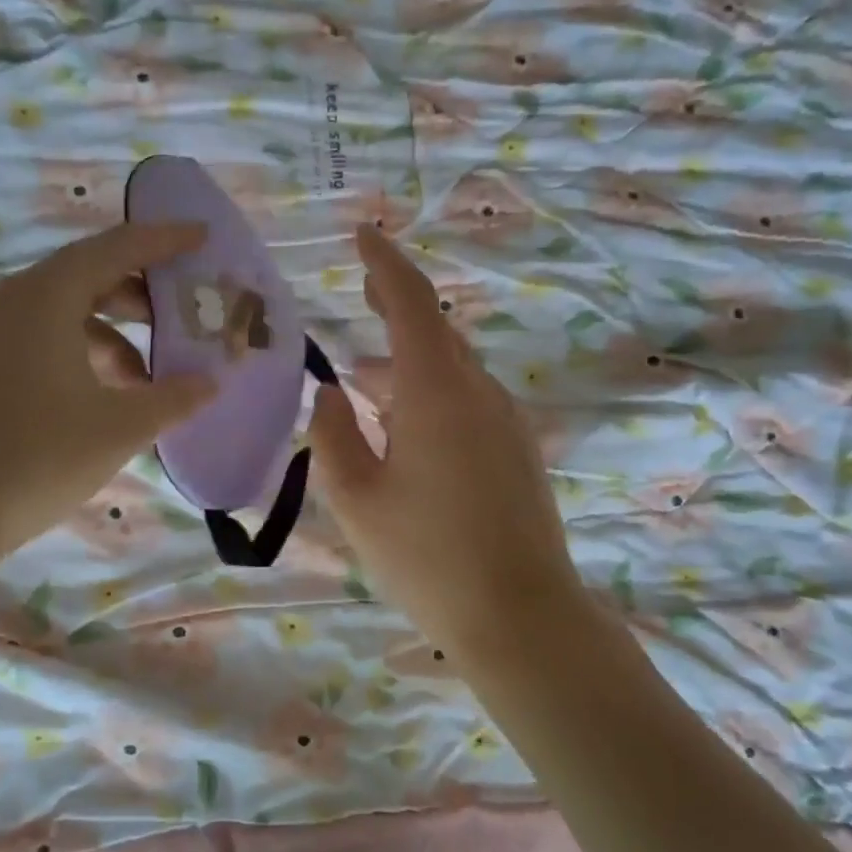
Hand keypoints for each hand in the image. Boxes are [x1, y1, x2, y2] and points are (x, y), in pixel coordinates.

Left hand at [0, 222, 215, 576]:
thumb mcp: (120, 427)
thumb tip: (210, 382)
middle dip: (142, 292)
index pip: (115, 248)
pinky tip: (108, 397)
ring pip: (67, 313)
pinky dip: (85, 355)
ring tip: (152, 376)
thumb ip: (174, 398)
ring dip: (115, 334)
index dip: (164, 239)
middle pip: (89, 275)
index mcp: (45, 298)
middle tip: (185, 312)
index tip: (203, 236)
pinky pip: (44, 340)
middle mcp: (13, 302)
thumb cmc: (37, 459)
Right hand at [309, 225, 586, 660]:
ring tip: (366, 380)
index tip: (363, 235)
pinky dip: (433, 394)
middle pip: (436, 332)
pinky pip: (470, 402)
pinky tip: (407, 427)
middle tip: (363, 293)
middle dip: (397, 308)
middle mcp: (480, 393)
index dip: (385, 265)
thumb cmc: (427, 558)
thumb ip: (333, 437)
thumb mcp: (357, 500)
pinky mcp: (519, 452)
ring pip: (453, 370)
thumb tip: (330, 393)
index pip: (411, 304)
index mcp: (438, 393)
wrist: (521, 616)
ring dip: (410, 363)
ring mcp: (507, 422)